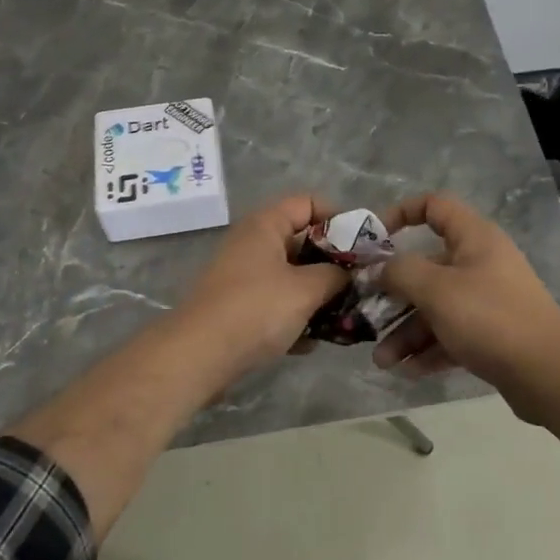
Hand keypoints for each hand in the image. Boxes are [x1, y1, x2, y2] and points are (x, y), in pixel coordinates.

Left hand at [176, 195, 350, 373]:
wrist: (198, 356)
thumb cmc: (256, 310)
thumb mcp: (306, 289)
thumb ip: (336, 275)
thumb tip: (350, 273)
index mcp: (265, 225)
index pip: (308, 203)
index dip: (338, 219)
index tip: (361, 247)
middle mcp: (253, 244)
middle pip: (303, 242)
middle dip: (333, 265)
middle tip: (359, 286)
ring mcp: (244, 276)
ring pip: (292, 277)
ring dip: (317, 297)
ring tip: (342, 319)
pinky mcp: (239, 307)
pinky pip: (276, 303)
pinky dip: (294, 318)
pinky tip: (310, 343)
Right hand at [372, 192, 559, 420]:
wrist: (549, 375)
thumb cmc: (489, 318)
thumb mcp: (437, 290)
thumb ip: (400, 273)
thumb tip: (379, 269)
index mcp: (474, 238)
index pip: (435, 206)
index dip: (401, 213)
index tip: (374, 238)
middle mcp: (480, 263)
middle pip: (427, 267)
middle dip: (394, 294)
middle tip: (366, 314)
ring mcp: (487, 300)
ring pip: (435, 307)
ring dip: (406, 332)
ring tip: (382, 361)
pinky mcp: (491, 334)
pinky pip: (451, 334)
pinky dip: (429, 349)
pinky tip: (406, 372)